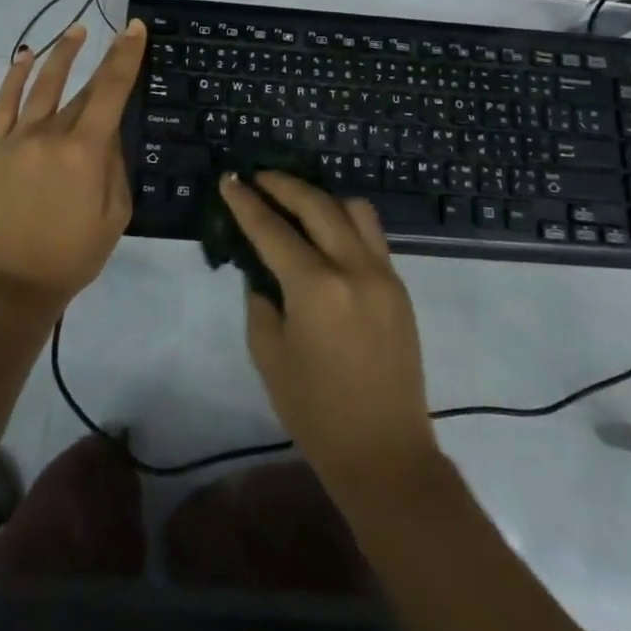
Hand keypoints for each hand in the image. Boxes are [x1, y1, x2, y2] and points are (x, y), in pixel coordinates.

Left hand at [0, 21, 146, 318]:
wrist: (11, 286)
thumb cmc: (72, 256)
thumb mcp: (114, 216)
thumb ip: (115, 168)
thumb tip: (110, 135)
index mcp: (85, 152)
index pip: (111, 91)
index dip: (125, 57)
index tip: (135, 29)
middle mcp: (51, 134)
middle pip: (83, 88)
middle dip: (104, 59)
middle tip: (119, 34)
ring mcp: (18, 138)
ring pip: (42, 84)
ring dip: (61, 54)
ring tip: (76, 31)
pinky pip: (3, 104)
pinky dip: (14, 77)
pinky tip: (25, 57)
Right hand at [220, 171, 439, 499]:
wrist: (385, 454)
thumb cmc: (316, 411)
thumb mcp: (269, 354)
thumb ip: (261, 300)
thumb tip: (262, 269)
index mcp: (316, 287)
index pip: (272, 229)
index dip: (246, 202)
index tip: (229, 179)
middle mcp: (354, 268)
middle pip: (317, 204)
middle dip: (283, 185)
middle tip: (258, 177)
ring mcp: (384, 274)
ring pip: (353, 210)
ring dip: (321, 197)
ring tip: (296, 201)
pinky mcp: (400, 286)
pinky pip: (371, 235)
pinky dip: (345, 221)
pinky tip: (326, 233)